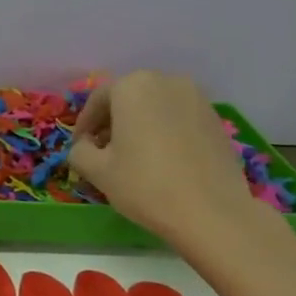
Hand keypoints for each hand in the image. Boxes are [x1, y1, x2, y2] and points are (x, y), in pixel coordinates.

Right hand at [70, 70, 255, 243]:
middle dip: (112, 122)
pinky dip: (164, 131)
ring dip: (139, 125)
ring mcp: (197, 98)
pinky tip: (162, 159)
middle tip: (103, 150)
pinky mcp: (216, 119)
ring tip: (133, 156)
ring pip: (155, 107)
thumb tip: (85, 146)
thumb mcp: (97, 171)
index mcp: (132, 86)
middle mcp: (166, 81)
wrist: (213, 214)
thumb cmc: (146, 185)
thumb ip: (79, 151)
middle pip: (128, 98)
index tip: (79, 147)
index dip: (84, 124)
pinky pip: (178, 118)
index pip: (98, 99)